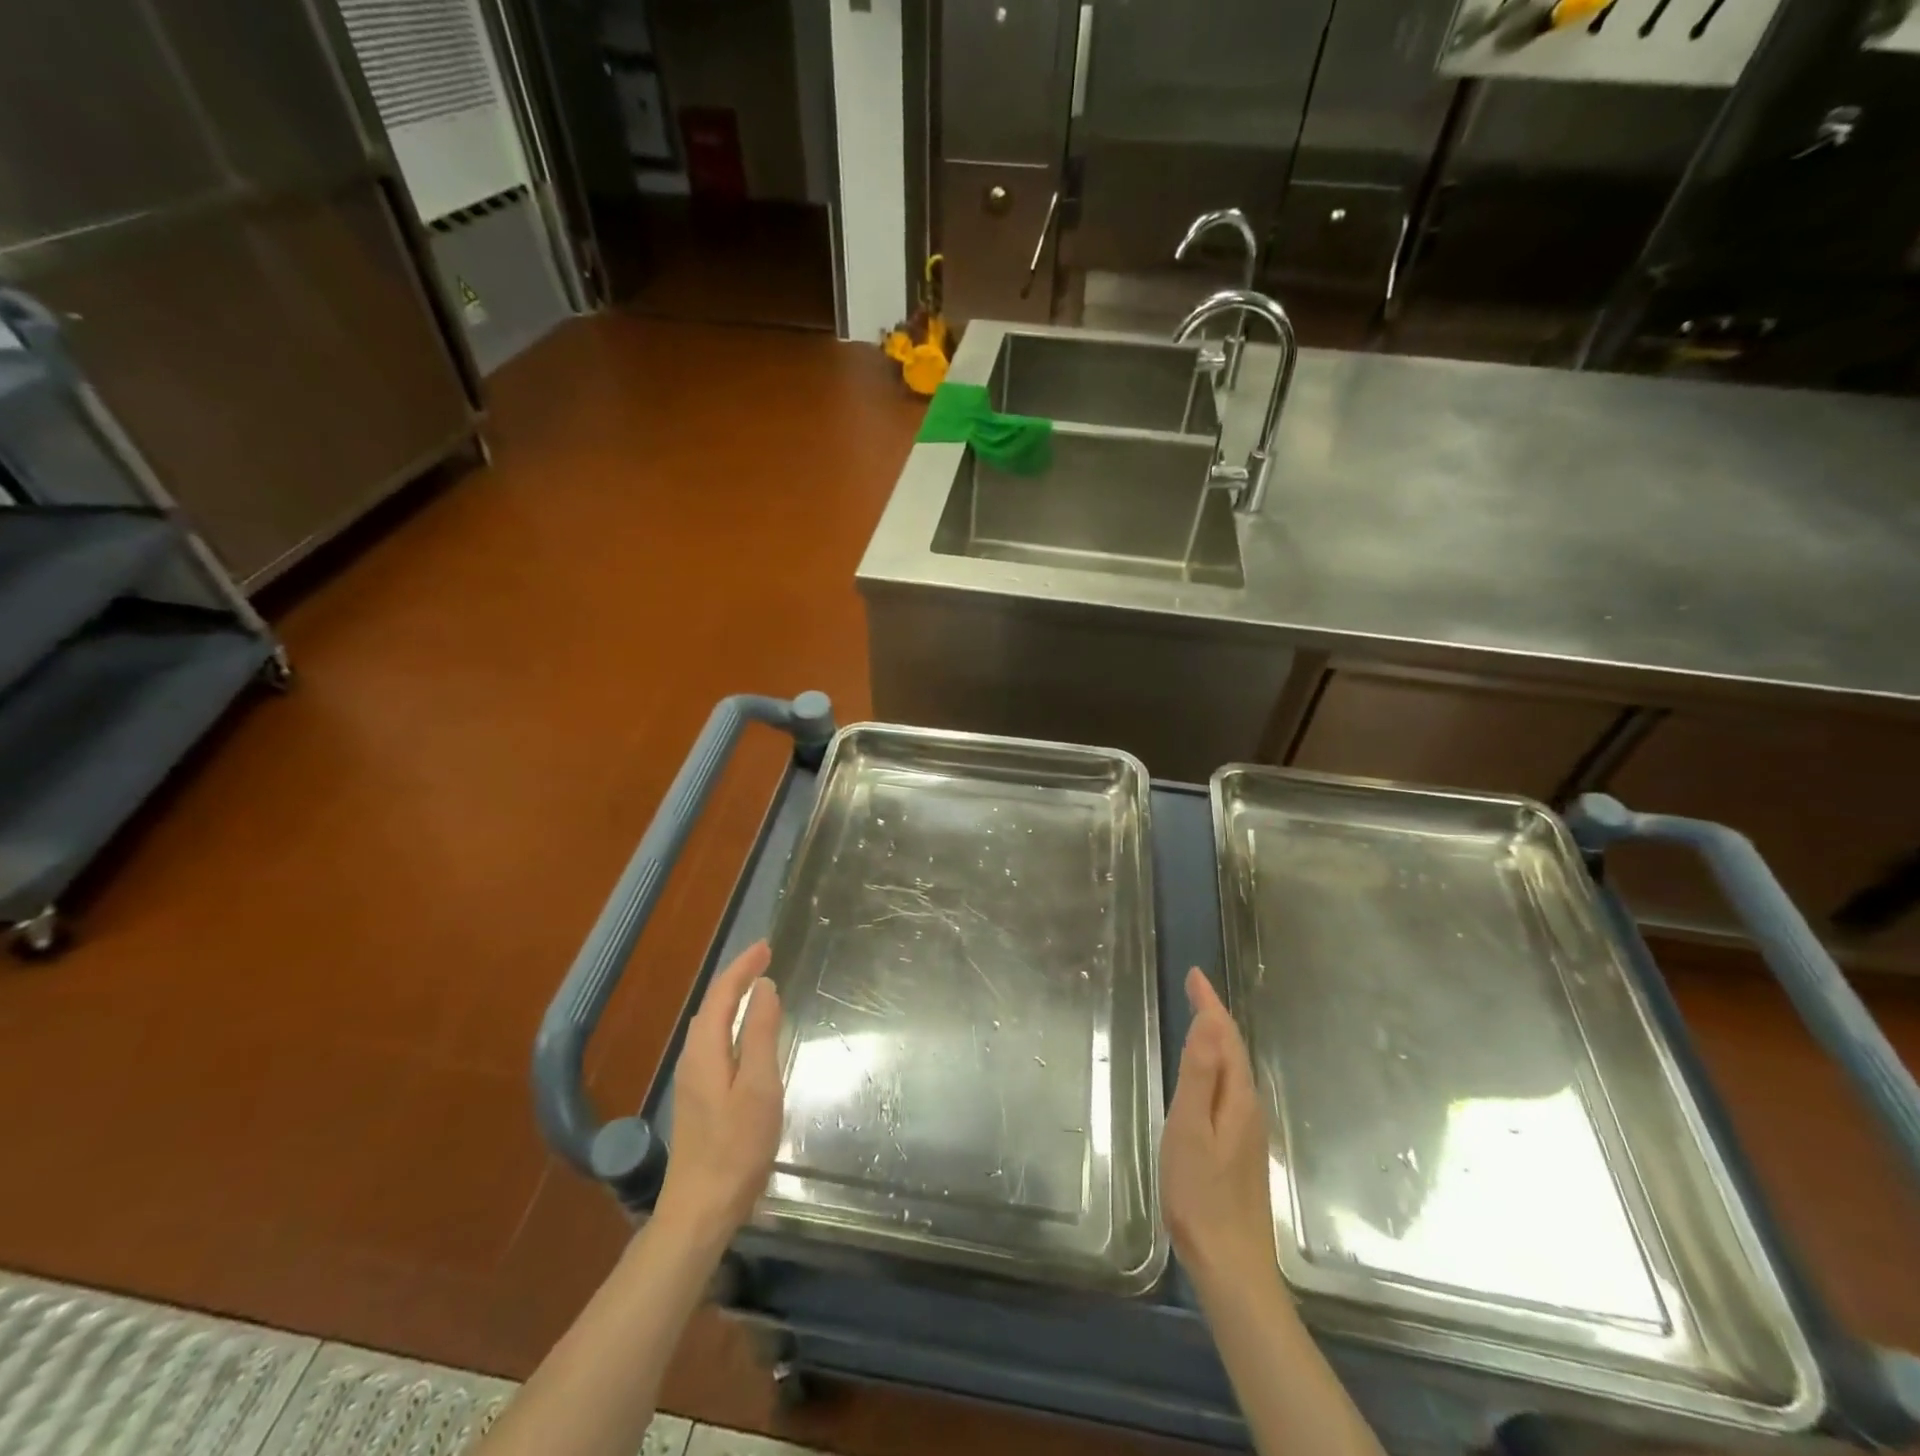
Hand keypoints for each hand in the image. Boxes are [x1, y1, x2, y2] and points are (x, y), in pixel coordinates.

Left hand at [655, 941, 784, 1239]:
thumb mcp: (759, 1087)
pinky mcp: (698, 1098)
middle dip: (736, 977)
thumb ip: (761, 1034)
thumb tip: (764, 988)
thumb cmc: (736, 1147)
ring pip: (710, 1024)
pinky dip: (729, 1022)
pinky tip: (745, 1034)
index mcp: (706, 1051)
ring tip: (757, 986)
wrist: (700, 1209)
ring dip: (731, 999)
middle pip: (712, 1005)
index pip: (722, 994)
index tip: (766, 946)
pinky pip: (713, 1042)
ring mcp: (692, 1080)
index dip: (743, 967)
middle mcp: (693, 1058)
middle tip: (765, 959)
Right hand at [1160, 967, 1276, 1296]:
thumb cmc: (1200, 1194)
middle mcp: (1249, 1108)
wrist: (1231, 1265)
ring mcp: (1248, 1131)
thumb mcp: (1190, 1129)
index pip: (1225, 1036)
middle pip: (1234, 1049)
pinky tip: (1207, 1076)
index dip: (1210, 1004)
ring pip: (1235, 1069)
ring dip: (1218, 1039)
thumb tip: (1208, 1022)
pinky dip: (1218, 1065)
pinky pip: (1230, 1088)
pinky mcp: (1241, 1149)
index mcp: (1237, 1098)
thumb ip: (1199, 1075)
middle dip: (1215, 1015)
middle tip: (1194, 989)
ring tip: (1200, 1019)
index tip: (1195, 975)